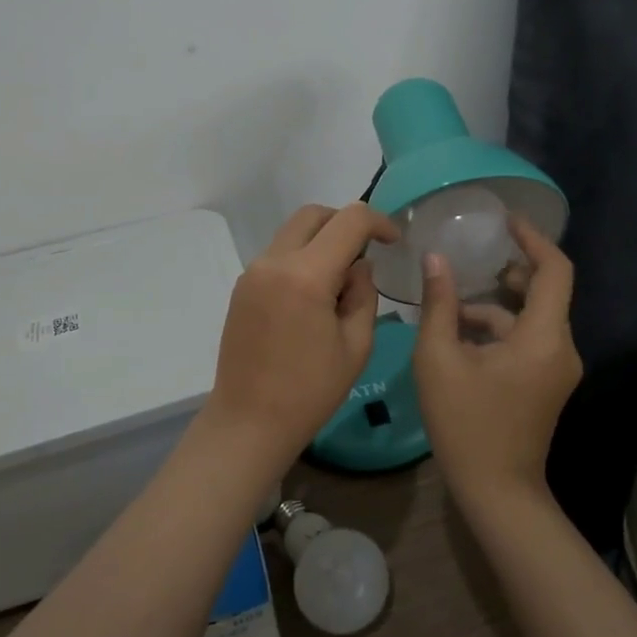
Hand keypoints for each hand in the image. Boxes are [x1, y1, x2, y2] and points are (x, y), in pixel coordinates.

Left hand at [195, 203, 398, 477]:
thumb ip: (364, 294)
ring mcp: (253, 273)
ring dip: (322, 240)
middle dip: (345, 222)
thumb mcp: (356, 345)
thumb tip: (358, 267)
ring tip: (341, 281)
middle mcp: (274, 262)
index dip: (378, 222)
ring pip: (293, 232)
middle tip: (367, 251)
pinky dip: (301, 258)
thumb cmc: (310, 392)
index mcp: (306, 275)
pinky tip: (314, 295)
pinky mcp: (242, 287)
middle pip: (314, 215)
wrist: (248, 422)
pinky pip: (278, 255)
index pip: (349, 221)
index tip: (393, 240)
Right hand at [413, 216, 581, 509]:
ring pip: (530, 318)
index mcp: (542, 337)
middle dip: (508, 270)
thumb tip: (435, 259)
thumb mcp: (439, 359)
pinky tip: (459, 336)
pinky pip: (527, 340)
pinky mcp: (547, 382)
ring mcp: (557, 368)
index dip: (533, 239)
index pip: (555, 270)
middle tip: (473, 255)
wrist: (496, 491)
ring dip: (494, 306)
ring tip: (450, 303)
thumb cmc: (465, 423)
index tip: (506, 220)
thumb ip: (440, 304)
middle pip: (544, 291)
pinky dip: (498, 330)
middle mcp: (560, 347)